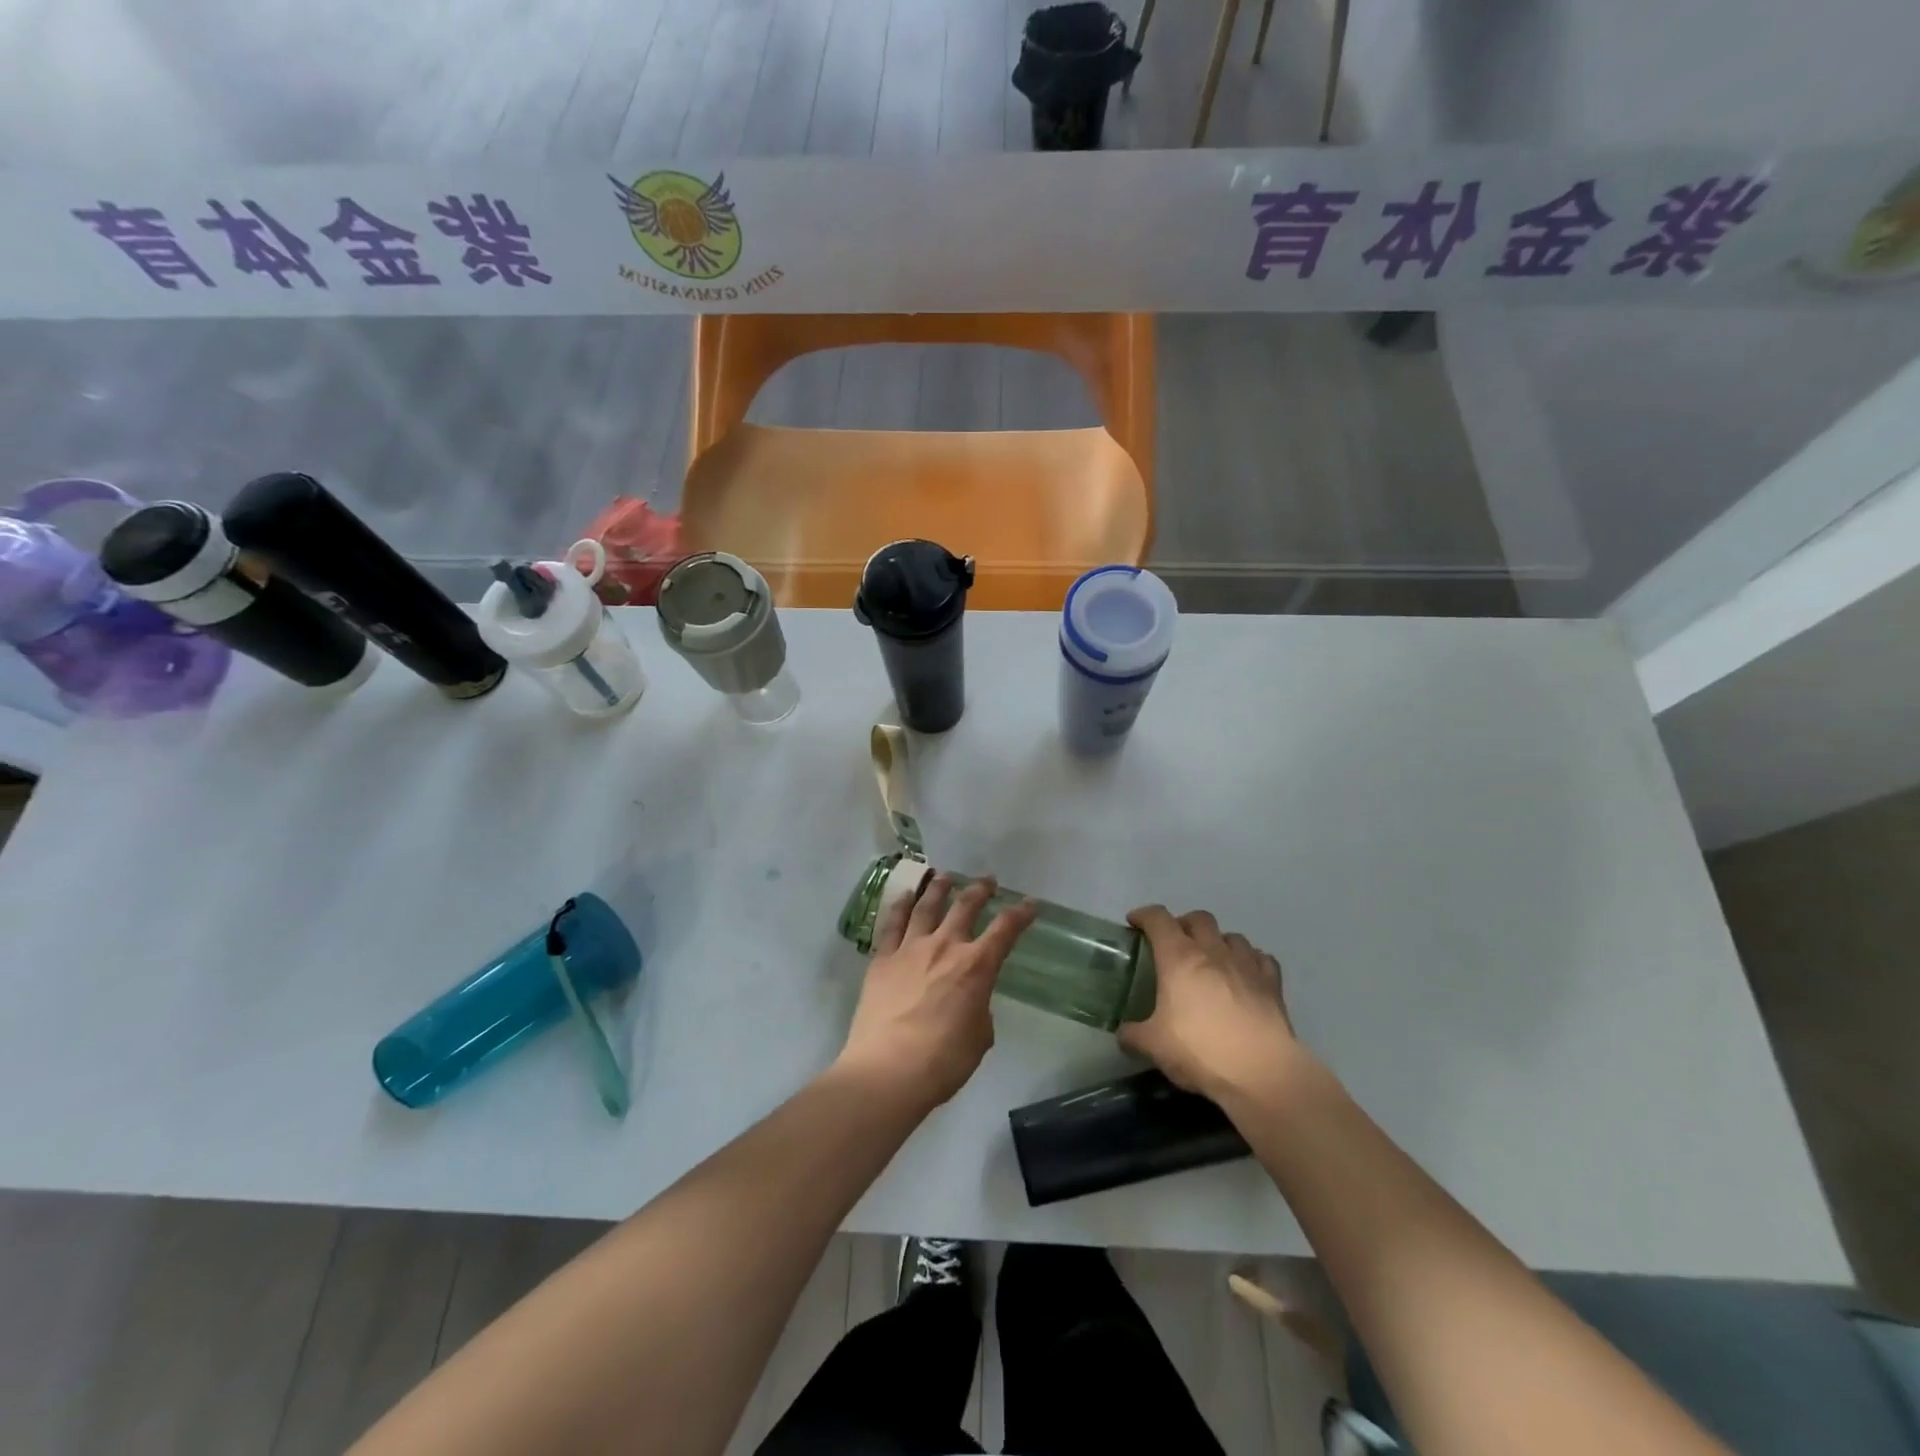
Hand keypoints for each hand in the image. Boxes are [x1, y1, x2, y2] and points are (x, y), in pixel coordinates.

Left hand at [835, 874, 1037, 1113]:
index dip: (1021, 914)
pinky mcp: (882, 959)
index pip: (1006, 930)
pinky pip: (892, 924)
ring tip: (944, 876)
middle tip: (987, 881)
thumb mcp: (979, 1037)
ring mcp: (910, 949)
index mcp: (976, 966)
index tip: (1030, 904)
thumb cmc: (943, 1061)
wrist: (887, 1070)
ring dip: (938, 888)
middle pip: (965, 906)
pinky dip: (901, 905)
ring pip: (926, 906)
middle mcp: (945, 946)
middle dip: (980, 890)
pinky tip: (905, 897)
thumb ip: (979, 1009)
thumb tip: (970, 1001)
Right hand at [1120, 906, 1300, 1105]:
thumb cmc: (1201, 1051)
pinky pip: (1261, 958)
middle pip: (1198, 918)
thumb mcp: (1154, 1046)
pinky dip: (1250, 960)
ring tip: (1212, 960)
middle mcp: (1213, 951)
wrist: (1261, 1072)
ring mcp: (1246, 964)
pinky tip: (1245, 975)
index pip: (1158, 919)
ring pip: (1232, 935)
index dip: (1144, 915)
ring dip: (1218, 941)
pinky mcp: (1272, 983)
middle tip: (1174, 944)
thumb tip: (1123, 1033)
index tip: (1135, 922)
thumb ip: (1133, 1035)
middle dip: (1183, 924)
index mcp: (1179, 958)